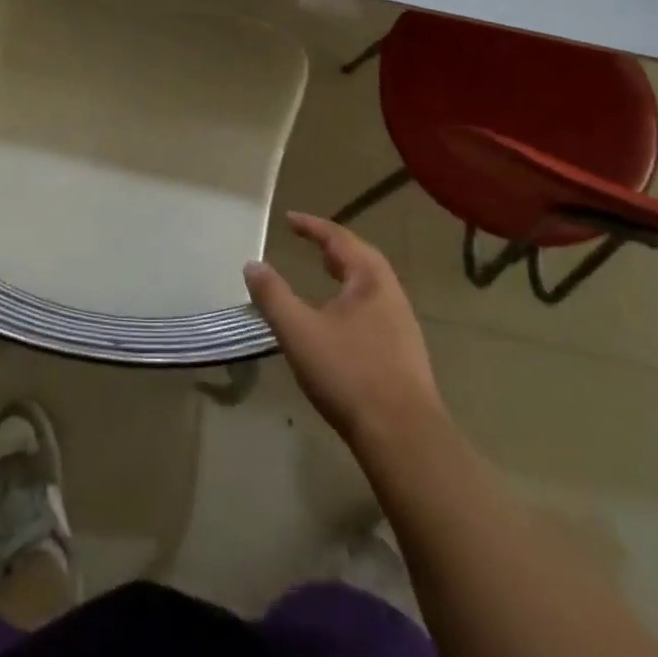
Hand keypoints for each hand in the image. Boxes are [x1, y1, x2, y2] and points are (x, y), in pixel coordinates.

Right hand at [245, 212, 446, 450]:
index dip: (312, 226)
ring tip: (324, 274)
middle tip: (309, 242)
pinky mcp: (404, 353)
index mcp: (370, 279)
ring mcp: (403, 325)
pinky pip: (375, 308)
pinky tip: (341, 319)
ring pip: (371, 285)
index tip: (289, 219)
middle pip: (362, 258)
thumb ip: (273, 296)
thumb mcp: (299, 332)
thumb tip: (252, 264)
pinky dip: (353, 298)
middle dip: (333, 247)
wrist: (403, 437)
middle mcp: (391, 294)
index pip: (339, 238)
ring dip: (345, 272)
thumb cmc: (349, 374)